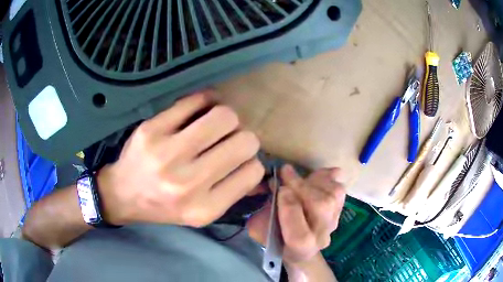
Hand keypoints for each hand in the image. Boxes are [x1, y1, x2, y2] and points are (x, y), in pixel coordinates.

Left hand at [97, 92, 264, 226]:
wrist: (123, 194)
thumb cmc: (164, 206)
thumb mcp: (200, 213)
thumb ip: (233, 193)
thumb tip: (260, 168)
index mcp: (205, 208)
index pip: (253, 170)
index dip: (251, 161)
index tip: (238, 160)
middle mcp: (188, 183)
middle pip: (245, 141)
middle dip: (244, 137)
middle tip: (228, 139)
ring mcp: (167, 153)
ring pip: (224, 116)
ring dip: (227, 118)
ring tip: (215, 124)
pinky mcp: (152, 129)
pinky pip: (195, 101)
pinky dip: (205, 101)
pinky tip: (200, 110)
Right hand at [247, 165, 345, 265]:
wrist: (301, 248)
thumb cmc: (276, 239)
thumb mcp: (261, 232)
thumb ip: (263, 216)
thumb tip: (272, 187)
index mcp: (299, 250)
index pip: (300, 236)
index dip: (290, 210)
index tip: (280, 189)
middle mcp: (321, 237)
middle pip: (321, 210)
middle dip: (302, 187)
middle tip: (285, 172)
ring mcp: (334, 222)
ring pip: (332, 197)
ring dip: (314, 180)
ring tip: (299, 174)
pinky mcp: (340, 211)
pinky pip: (339, 191)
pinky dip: (329, 178)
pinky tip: (317, 174)